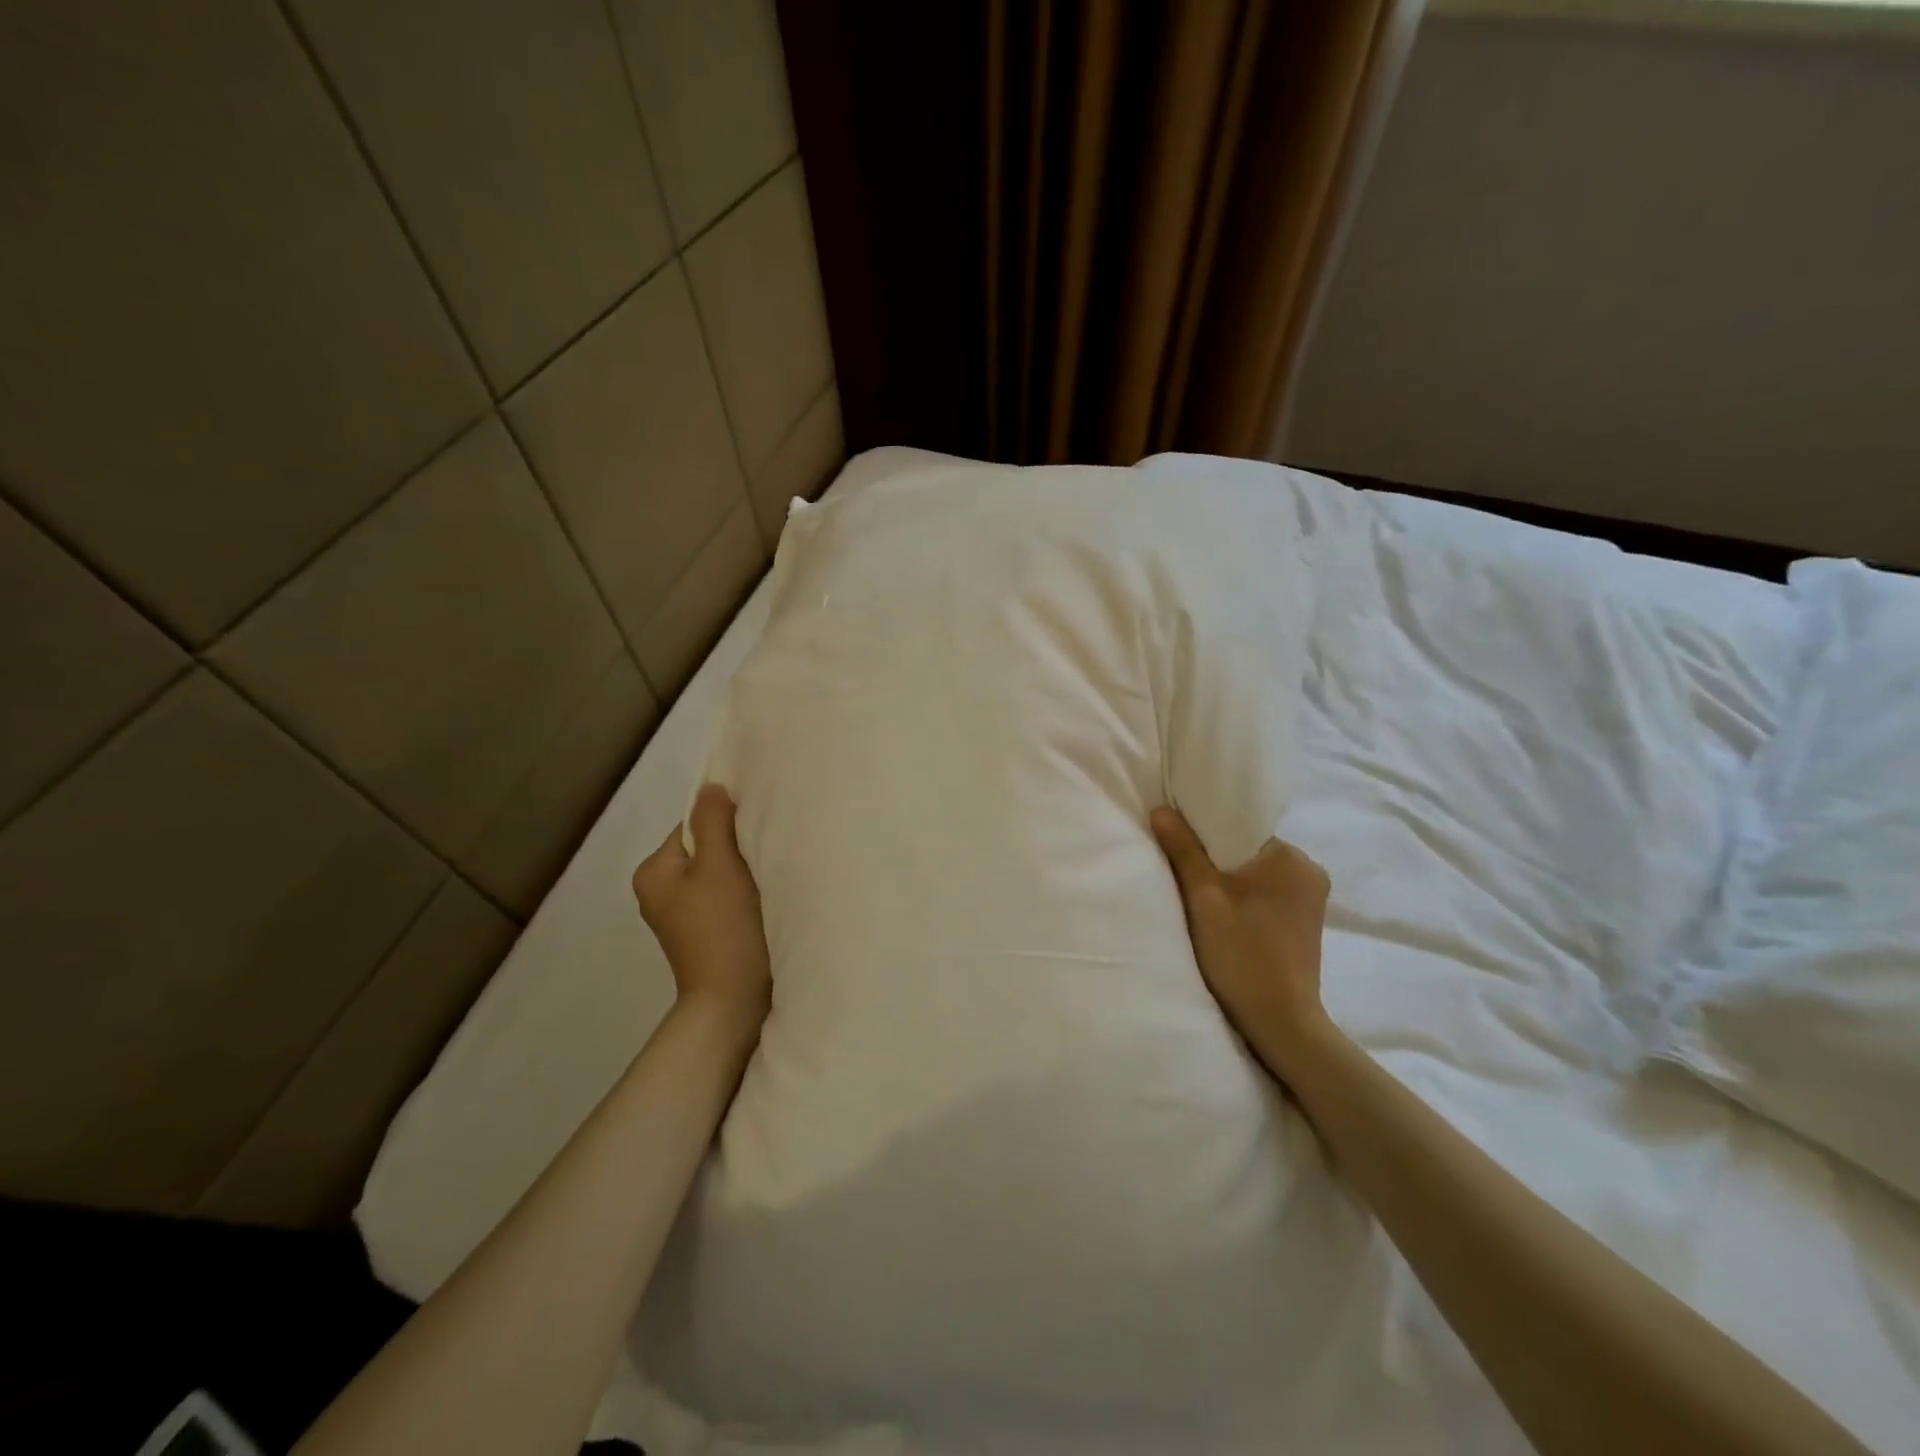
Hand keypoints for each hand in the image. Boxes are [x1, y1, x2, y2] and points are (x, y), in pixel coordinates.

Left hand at [633, 785, 771, 1034]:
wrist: (732, 1000)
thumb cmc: (723, 926)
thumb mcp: (719, 865)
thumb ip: (714, 820)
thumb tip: (711, 786)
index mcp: (652, 872)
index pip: (693, 826)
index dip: (725, 825)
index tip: (754, 836)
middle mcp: (658, 892)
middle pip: (705, 849)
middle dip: (735, 849)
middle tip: (763, 859)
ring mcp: (680, 917)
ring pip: (717, 875)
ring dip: (742, 873)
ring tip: (764, 883)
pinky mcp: (703, 934)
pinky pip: (723, 898)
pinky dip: (742, 896)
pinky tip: (759, 905)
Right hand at [1150, 806, 1334, 1078]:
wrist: (1279, 1020)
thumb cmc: (1241, 953)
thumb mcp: (1204, 898)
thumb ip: (1183, 850)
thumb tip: (1161, 810)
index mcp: (1291, 857)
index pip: (1240, 828)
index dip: (1205, 834)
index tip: (1179, 845)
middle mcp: (1310, 870)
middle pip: (1247, 850)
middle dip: (1217, 860)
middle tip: (1184, 874)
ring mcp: (1312, 898)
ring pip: (1256, 874)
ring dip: (1230, 881)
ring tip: (1202, 898)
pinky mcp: (1306, 921)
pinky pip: (1267, 894)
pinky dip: (1245, 899)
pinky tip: (1225, 916)